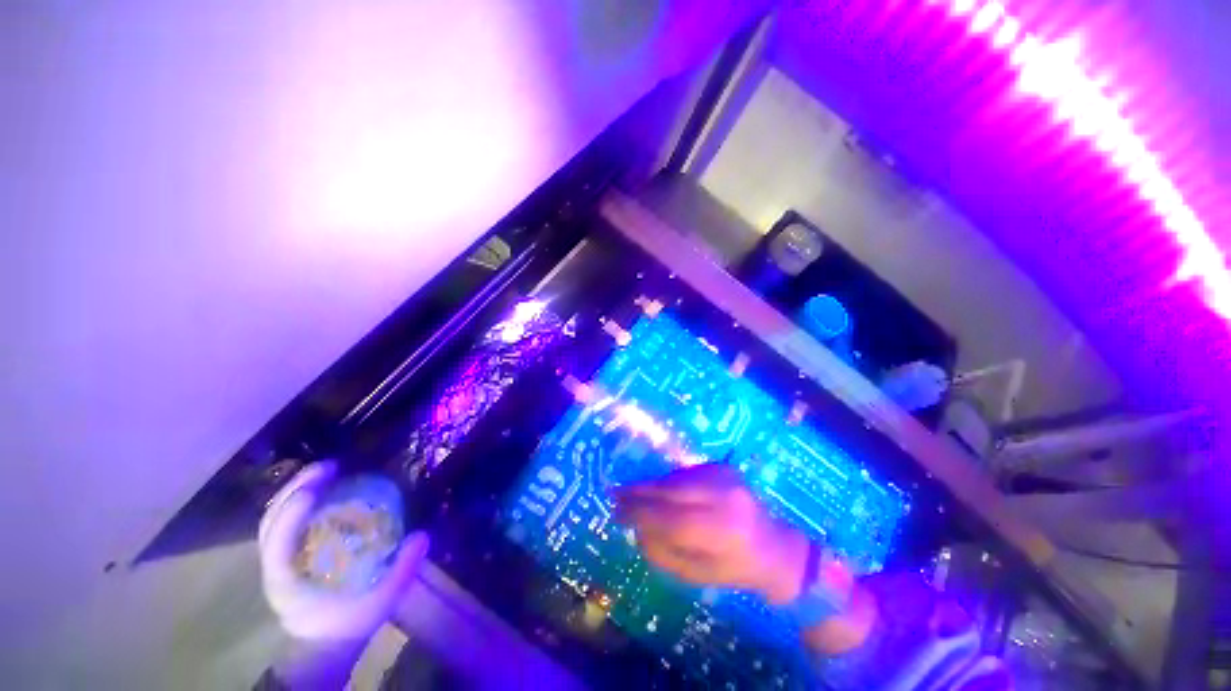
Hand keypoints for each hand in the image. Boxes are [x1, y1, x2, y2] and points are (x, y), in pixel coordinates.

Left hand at [259, 462, 428, 641]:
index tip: (314, 488)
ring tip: (324, 471)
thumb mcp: (378, 604)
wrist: (323, 648)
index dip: (291, 513)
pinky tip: (320, 491)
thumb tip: (422, 535)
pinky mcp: (288, 556)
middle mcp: (275, 566)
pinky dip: (298, 502)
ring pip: (274, 519)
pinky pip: (285, 523)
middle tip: (328, 466)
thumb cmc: (346, 627)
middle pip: (271, 522)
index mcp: (287, 580)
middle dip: (294, 489)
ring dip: (294, 491)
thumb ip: (401, 571)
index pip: (277, 542)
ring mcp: (277, 560)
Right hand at [614, 463, 809, 604]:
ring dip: (654, 486)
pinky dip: (669, 481)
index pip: (670, 520)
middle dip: (640, 492)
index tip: (616, 510)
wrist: (774, 546)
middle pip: (671, 490)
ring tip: (637, 495)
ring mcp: (725, 477)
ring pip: (675, 478)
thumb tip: (634, 527)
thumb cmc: (734, 568)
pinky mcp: (722, 466)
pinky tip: (663, 492)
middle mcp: (724, 497)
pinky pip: (685, 473)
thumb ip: (662, 552)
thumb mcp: (696, 574)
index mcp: (722, 532)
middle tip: (617, 494)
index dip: (640, 513)